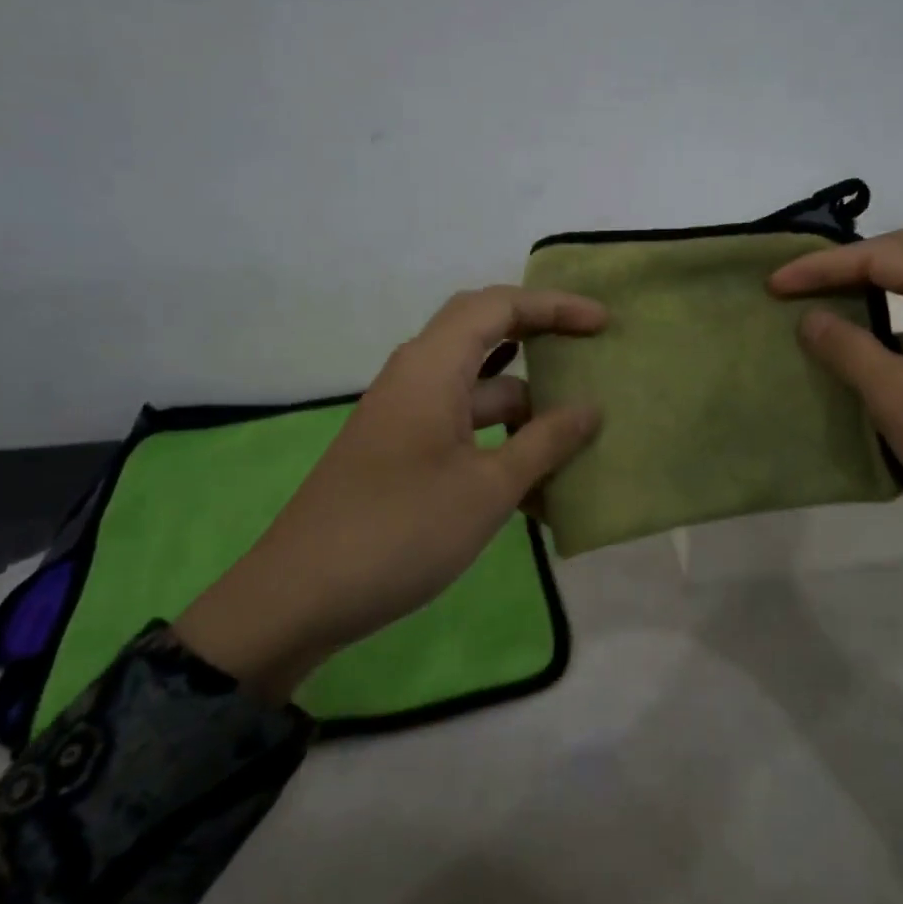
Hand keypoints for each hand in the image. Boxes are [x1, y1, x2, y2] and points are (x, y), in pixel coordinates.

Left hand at [173, 286, 606, 700]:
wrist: (300, 596)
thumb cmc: (401, 530)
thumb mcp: (488, 489)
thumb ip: (545, 442)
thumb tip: (590, 408)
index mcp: (431, 368)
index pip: (497, 307)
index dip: (553, 306)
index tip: (602, 323)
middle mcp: (417, 379)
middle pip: (486, 338)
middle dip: (541, 344)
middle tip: (590, 357)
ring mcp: (407, 418)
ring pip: (479, 394)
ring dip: (527, 414)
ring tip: (579, 443)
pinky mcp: (402, 453)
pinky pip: (464, 432)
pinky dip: (501, 447)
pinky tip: (537, 493)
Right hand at [769, 231, 902, 606]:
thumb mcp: (900, 397)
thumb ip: (849, 349)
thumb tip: (811, 317)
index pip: (879, 255)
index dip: (820, 266)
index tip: (773, 286)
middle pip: (901, 263)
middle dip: (843, 271)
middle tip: (794, 289)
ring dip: (865, 304)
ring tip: (818, 320)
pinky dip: (886, 339)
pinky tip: (860, 365)